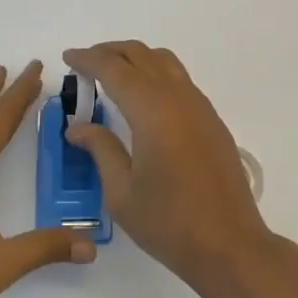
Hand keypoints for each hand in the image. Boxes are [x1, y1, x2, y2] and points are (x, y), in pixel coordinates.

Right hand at [61, 41, 274, 292]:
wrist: (230, 245)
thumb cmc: (169, 223)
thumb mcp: (122, 192)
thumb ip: (100, 149)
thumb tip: (77, 127)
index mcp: (152, 110)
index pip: (114, 69)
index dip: (88, 59)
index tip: (68, 57)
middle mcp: (177, 97)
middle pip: (140, 55)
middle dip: (110, 52)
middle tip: (85, 63)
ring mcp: (199, 106)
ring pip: (164, 61)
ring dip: (135, 58)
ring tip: (113, 74)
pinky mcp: (211, 119)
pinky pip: (179, 79)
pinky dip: (155, 73)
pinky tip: (144, 99)